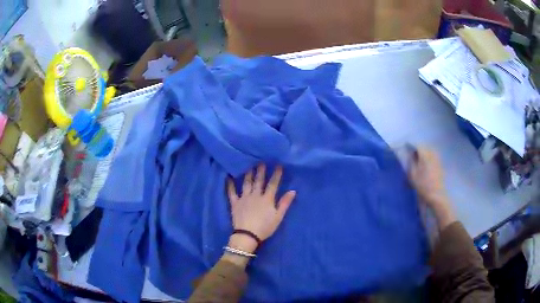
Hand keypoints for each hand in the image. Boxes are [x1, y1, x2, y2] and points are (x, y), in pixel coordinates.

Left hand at [227, 164, 295, 247]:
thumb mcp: (278, 217)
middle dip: (261, 171)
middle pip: (259, 181)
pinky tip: (228, 177)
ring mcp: (244, 198)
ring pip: (246, 183)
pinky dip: (230, 184)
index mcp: (267, 199)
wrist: (247, 235)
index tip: (278, 165)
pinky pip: (231, 192)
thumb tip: (293, 191)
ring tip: (249, 166)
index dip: (276, 174)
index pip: (273, 184)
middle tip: (261, 161)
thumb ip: (285, 203)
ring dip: (248, 174)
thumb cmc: (265, 227)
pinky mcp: (235, 203)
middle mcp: (255, 195)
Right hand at [408, 147, 455, 229]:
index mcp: (425, 154)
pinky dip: (428, 157)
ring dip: (423, 153)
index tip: (405, 149)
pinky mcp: (440, 164)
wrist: (436, 195)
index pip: (417, 145)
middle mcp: (432, 153)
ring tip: (418, 160)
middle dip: (417, 149)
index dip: (410, 146)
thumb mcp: (412, 174)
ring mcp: (437, 158)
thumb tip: (409, 154)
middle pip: (424, 146)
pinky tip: (425, 164)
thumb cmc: (423, 185)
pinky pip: (433, 156)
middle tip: (411, 155)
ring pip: (429, 150)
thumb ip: (410, 162)